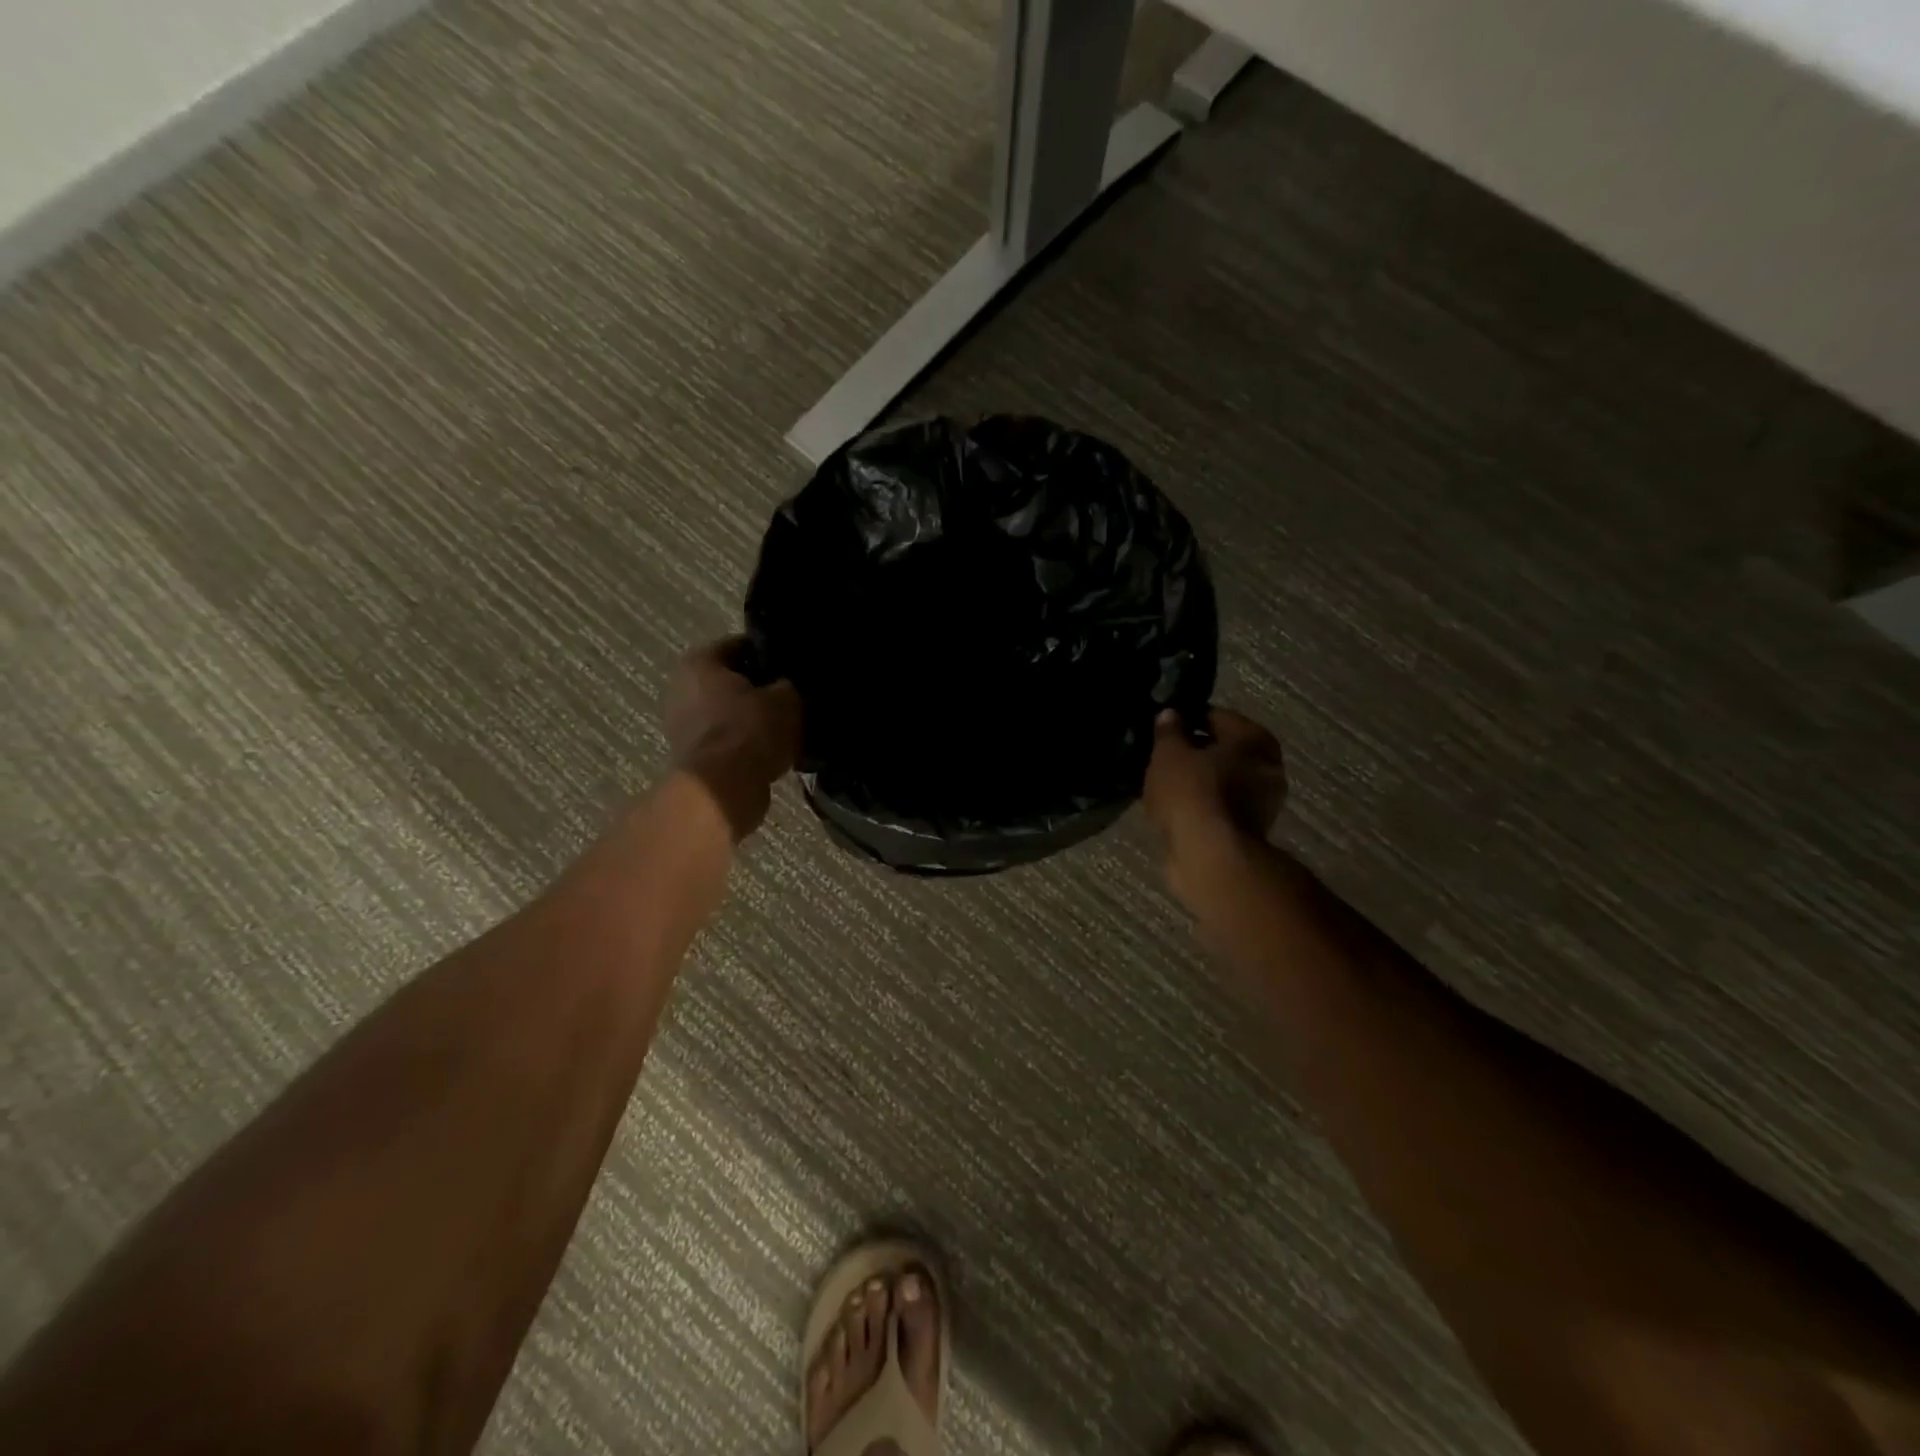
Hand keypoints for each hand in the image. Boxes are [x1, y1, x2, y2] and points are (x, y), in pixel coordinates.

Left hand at [664, 638, 802, 840]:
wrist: (725, 790)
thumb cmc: (751, 731)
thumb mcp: (787, 698)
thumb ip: (790, 686)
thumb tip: (790, 688)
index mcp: (699, 663)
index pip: (742, 645)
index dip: (772, 654)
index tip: (796, 666)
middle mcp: (682, 690)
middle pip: (734, 683)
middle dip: (763, 690)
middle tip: (797, 697)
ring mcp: (684, 728)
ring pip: (733, 715)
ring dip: (757, 722)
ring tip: (792, 728)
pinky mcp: (695, 760)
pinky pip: (731, 744)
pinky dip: (750, 748)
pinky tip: (779, 753)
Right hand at [1143, 708, 1286, 902]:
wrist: (1210, 856)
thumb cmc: (1192, 793)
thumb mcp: (1168, 754)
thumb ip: (1168, 731)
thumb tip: (1170, 715)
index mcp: (1254, 738)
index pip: (1216, 717)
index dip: (1187, 719)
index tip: (1163, 728)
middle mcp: (1268, 766)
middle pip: (1223, 750)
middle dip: (1195, 752)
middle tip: (1162, 757)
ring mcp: (1263, 802)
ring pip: (1221, 781)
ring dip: (1197, 781)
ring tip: (1162, 784)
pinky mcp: (1249, 831)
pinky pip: (1219, 807)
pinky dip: (1201, 806)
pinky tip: (1174, 809)